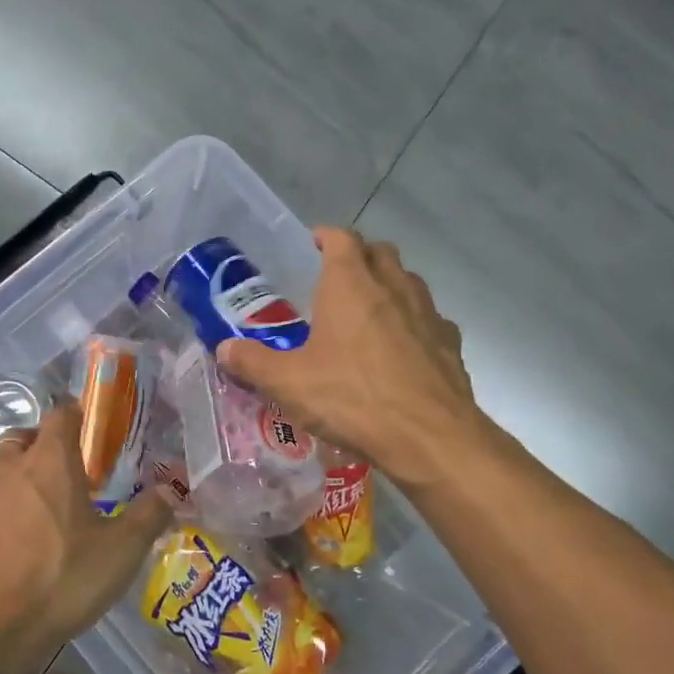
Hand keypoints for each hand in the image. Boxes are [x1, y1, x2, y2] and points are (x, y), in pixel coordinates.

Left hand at [0, 402, 171, 673]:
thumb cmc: (56, 581)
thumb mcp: (118, 554)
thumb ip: (148, 516)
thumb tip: (170, 489)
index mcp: (48, 460)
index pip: (61, 413)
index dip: (76, 416)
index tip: (89, 431)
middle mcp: (5, 465)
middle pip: (24, 439)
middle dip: (43, 450)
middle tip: (64, 481)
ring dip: (15, 483)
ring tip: (34, 520)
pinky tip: (2, 552)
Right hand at [216, 227, 491, 489]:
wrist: (429, 438)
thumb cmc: (352, 398)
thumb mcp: (288, 383)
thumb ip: (252, 362)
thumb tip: (223, 349)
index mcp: (351, 285)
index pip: (341, 239)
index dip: (327, 236)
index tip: (314, 242)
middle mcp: (393, 288)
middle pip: (380, 252)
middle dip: (360, 255)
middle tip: (338, 276)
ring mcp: (428, 314)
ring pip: (410, 282)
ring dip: (390, 285)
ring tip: (369, 310)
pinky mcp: (450, 345)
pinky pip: (431, 320)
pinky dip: (414, 323)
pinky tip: (402, 350)